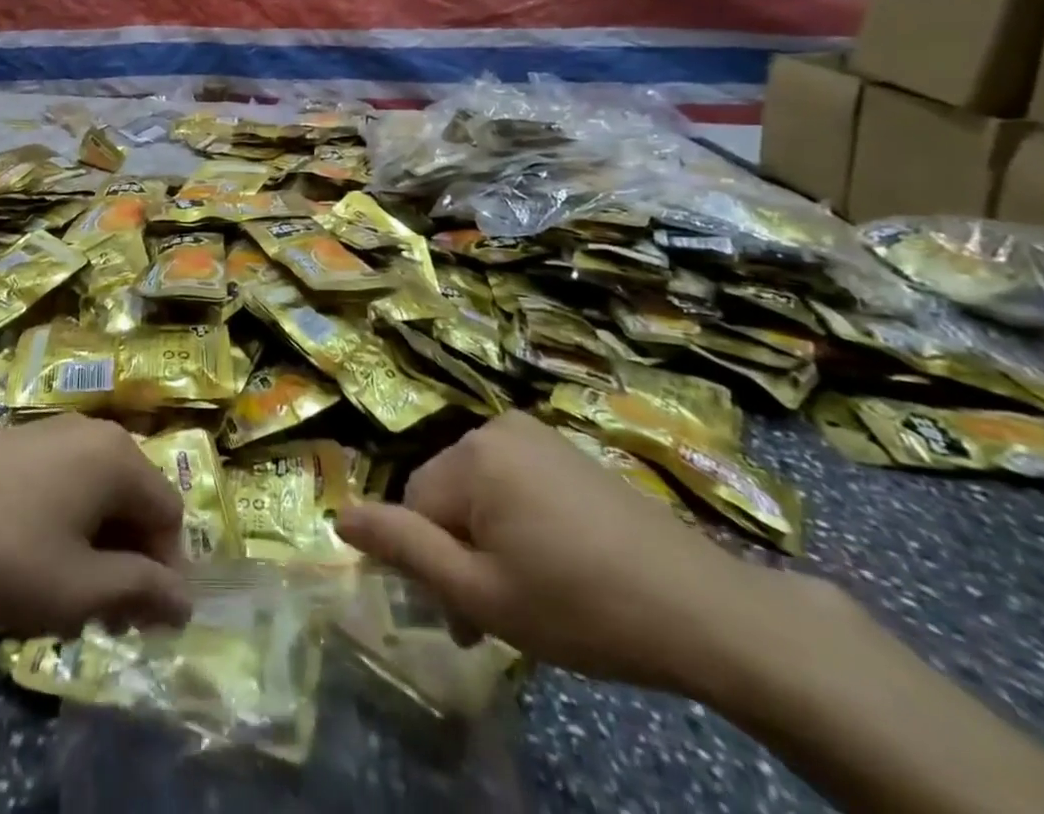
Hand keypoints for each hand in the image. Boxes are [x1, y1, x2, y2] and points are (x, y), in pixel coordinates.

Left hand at [0, 414, 191, 637]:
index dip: (163, 573)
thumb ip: (139, 592)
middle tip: (97, 615)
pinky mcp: (17, 439)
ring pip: (96, 494)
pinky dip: (62, 522)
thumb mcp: (75, 590)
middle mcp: (93, 431)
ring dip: (93, 545)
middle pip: (133, 500)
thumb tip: (184, 599)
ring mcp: (52, 429)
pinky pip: (62, 481)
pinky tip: (25, 557)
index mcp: (118, 457)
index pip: (169, 517)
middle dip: (126, 561)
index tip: (136, 622)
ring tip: (58, 592)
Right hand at [335, 412, 794, 695]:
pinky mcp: (564, 447)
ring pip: (478, 490)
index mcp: (471, 455)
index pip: (414, 507)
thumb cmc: (582, 606)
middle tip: (503, 609)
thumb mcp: (482, 593)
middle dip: (461, 550)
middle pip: (445, 494)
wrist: (703, 608)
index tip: (469, 615)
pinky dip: (518, 519)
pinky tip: (557, 560)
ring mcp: (535, 432)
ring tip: (532, 589)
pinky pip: (512, 480)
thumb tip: (341, 516)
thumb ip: (405, 550)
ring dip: (488, 538)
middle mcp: (495, 427)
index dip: (434, 564)